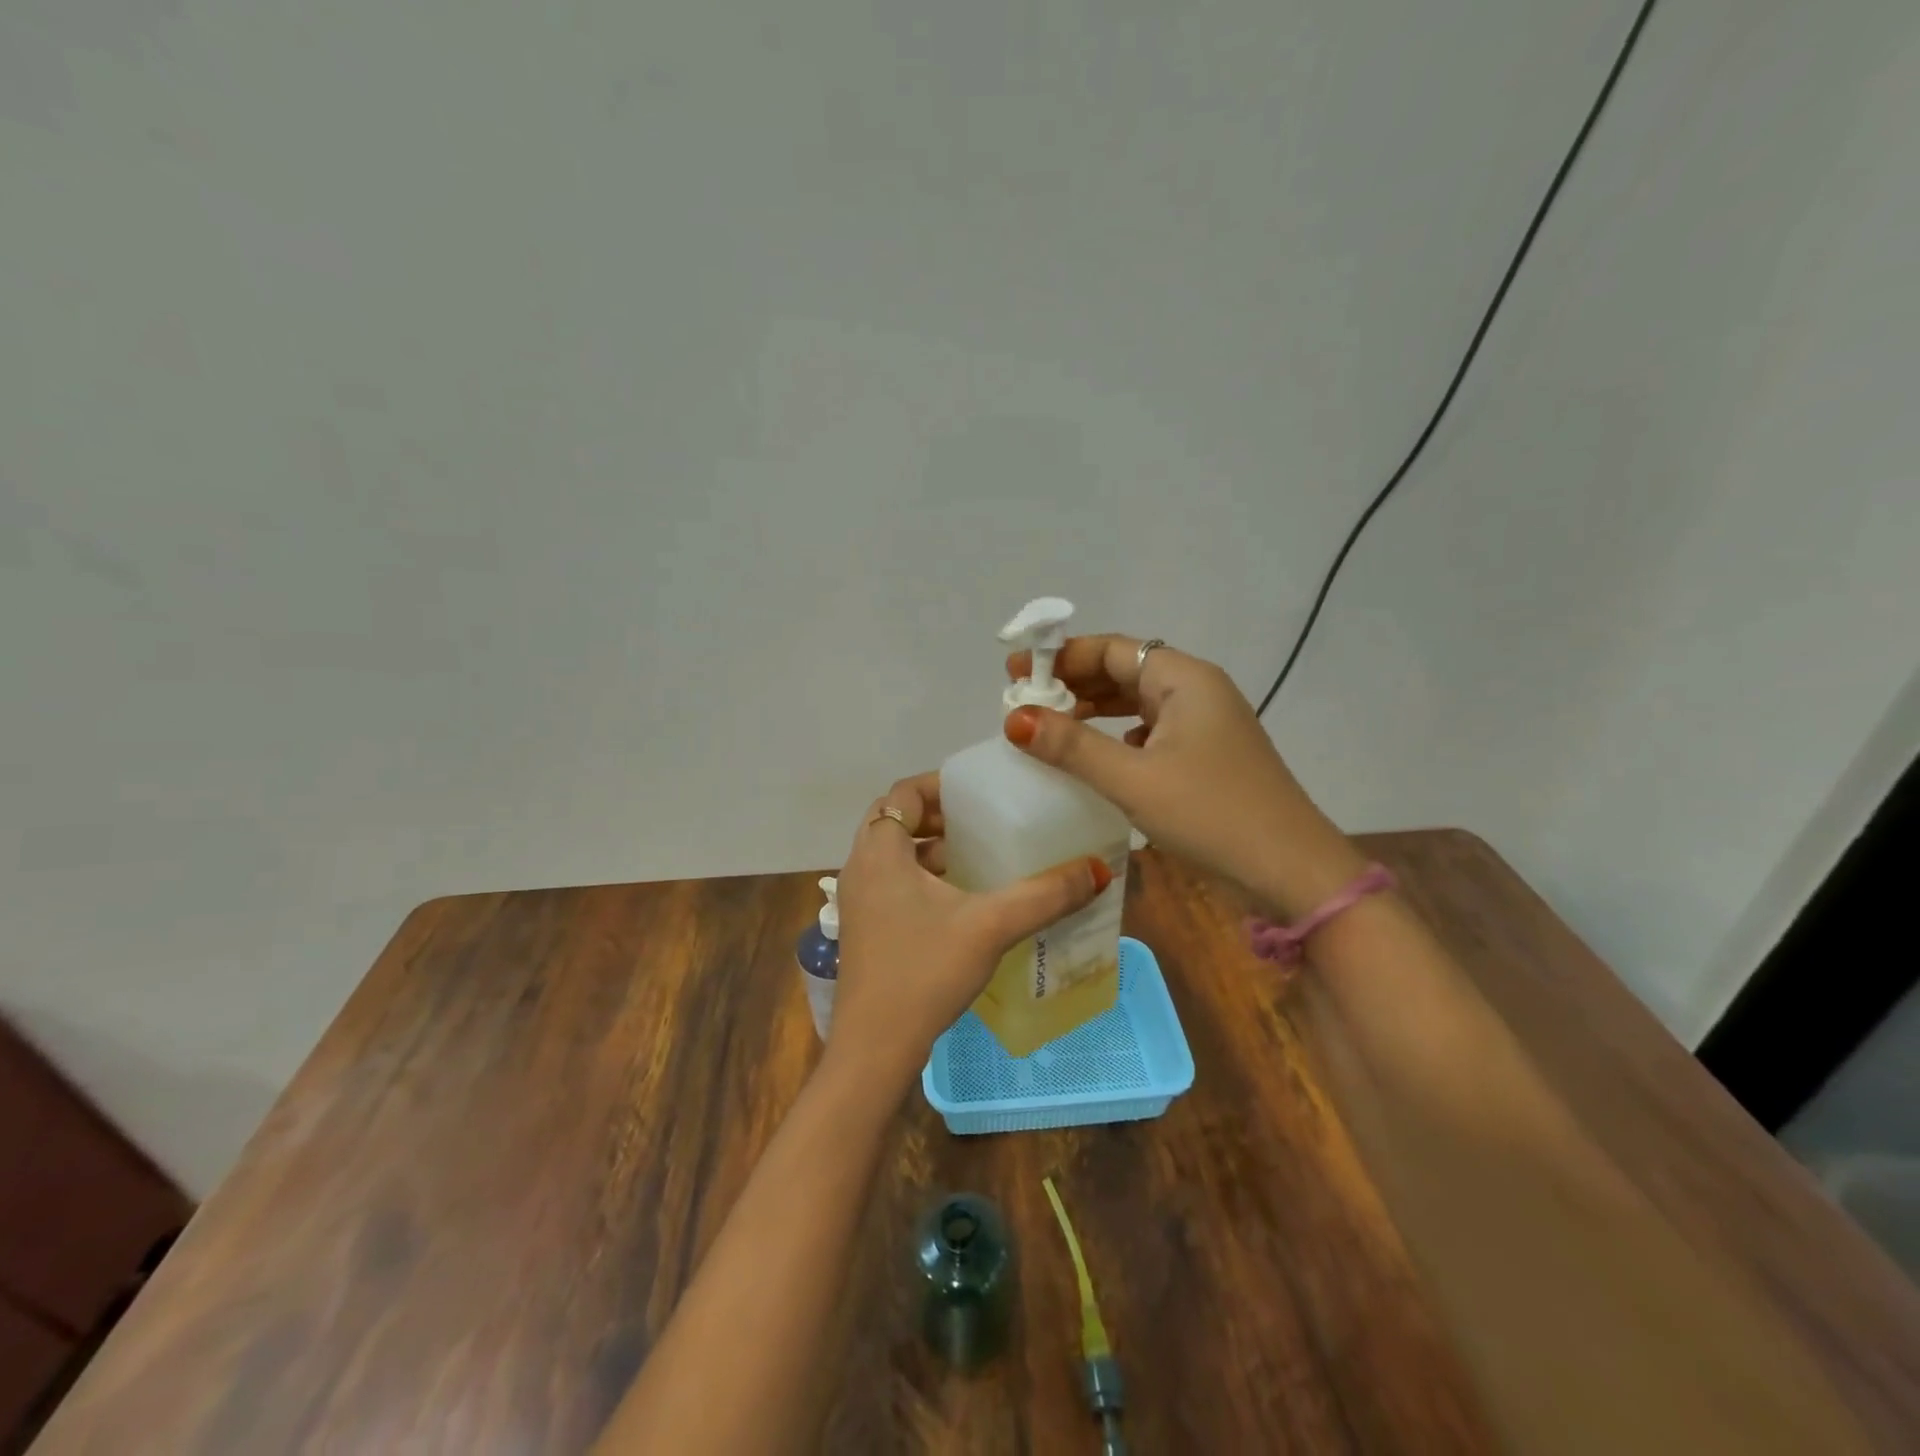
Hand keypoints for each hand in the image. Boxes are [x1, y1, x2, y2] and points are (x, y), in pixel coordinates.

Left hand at [827, 772, 1112, 1094]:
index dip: (939, 786)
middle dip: (937, 817)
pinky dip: (922, 878)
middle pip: (894, 821)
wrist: (875, 1049)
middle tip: (981, 823)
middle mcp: (860, 869)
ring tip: (978, 857)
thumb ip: (1045, 895)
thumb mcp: (991, 926)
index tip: (979, 794)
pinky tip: (961, 901)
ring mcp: (857, 902)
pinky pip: (892, 884)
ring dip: (930, 849)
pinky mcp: (864, 930)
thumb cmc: (925, 973)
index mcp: (879, 853)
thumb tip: (1098, 869)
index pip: (903, 793)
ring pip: (893, 855)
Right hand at [1003, 636, 1364, 916]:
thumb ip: (1072, 747)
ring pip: (1138, 703)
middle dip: (1073, 682)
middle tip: (1024, 701)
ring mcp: (1205, 725)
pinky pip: (1152, 732)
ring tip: (1050, 725)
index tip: (1015, 673)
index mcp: (1184, 680)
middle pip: (1125, 671)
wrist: (1290, 872)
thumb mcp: (1134, 779)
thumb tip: (1014, 718)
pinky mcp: (1207, 757)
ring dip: (1095, 710)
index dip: (1061, 657)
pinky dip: (1118, 737)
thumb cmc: (1211, 814)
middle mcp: (1197, 692)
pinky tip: (1099, 757)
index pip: (1113, 649)